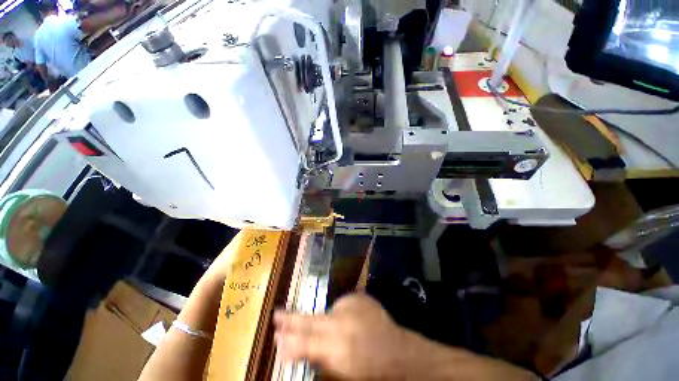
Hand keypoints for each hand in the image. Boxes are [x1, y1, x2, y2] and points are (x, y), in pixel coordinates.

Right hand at [274, 294, 409, 379]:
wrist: (397, 351)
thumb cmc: (369, 369)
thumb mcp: (340, 371)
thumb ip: (319, 359)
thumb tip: (296, 349)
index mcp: (338, 347)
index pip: (306, 341)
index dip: (289, 339)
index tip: (275, 337)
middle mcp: (342, 323)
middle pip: (311, 319)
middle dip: (292, 319)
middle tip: (276, 315)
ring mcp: (352, 306)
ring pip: (327, 311)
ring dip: (321, 319)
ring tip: (335, 330)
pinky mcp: (358, 297)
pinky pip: (341, 305)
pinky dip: (341, 315)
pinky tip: (350, 324)